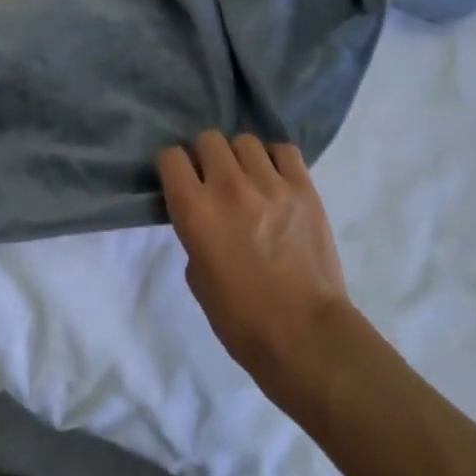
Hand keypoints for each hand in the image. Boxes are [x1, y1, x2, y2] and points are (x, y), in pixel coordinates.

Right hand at [157, 132, 350, 383]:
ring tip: (247, 180)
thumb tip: (206, 216)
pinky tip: (275, 180)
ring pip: (245, 141)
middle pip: (208, 139)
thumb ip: (195, 233)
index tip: (179, 181)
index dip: (172, 167)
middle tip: (212, 180)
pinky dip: (274, 160)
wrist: (304, 336)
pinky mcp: (304, 190)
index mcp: (194, 210)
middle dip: (205, 156)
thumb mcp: (196, 274)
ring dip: (240, 158)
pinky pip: (284, 151)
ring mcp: (270, 185)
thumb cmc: (240, 318)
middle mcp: (228, 188)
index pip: (171, 157)